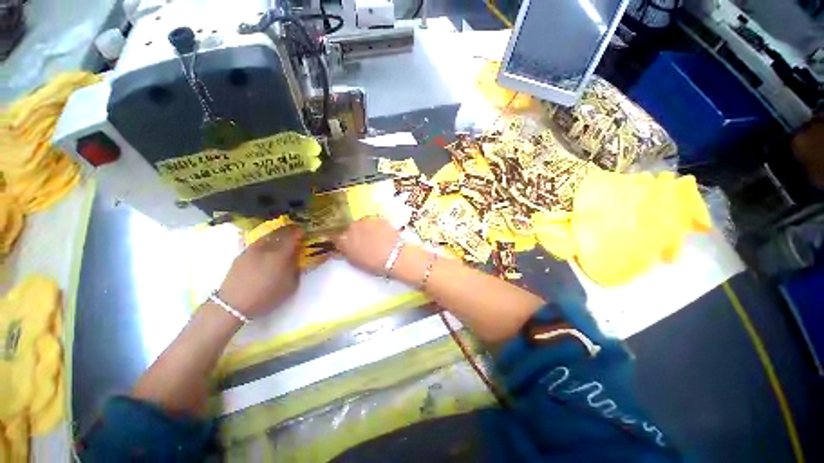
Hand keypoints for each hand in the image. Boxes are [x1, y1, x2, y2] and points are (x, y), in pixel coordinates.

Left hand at [219, 225, 302, 318]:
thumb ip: (295, 269)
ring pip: (267, 236)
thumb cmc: (267, 297)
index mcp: (281, 254)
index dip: (299, 233)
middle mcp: (266, 248)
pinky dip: (265, 241)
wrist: (234, 305)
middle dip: (289, 230)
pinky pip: (257, 243)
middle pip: (279, 233)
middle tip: (294, 231)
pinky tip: (266, 247)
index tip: (303, 232)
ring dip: (276, 234)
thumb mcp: (290, 285)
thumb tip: (296, 258)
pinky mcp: (241, 255)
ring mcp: (252, 249)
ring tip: (281, 237)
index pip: (292, 236)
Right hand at [333, 217, 399, 275]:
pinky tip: (383, 235)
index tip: (345, 243)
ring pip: (363, 224)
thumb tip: (342, 248)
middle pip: (350, 228)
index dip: (341, 240)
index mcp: (344, 238)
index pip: (336, 236)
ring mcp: (366, 220)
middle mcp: (353, 226)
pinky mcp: (379, 218)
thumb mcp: (354, 261)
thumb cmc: (373, 263)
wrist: (394, 256)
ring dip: (366, 229)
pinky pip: (375, 222)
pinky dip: (377, 227)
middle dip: (355, 234)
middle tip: (363, 242)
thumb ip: (346, 252)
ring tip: (375, 239)